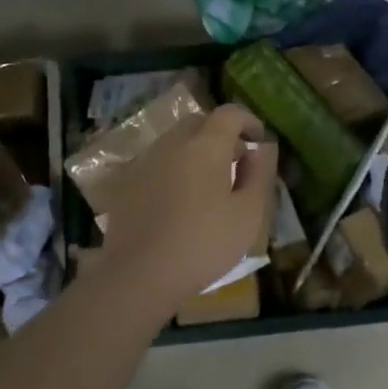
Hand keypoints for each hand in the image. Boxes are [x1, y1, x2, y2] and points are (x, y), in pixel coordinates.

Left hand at [96, 105, 276, 317]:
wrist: (139, 275)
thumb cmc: (203, 244)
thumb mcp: (248, 214)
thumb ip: (259, 174)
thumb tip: (261, 149)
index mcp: (205, 146)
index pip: (230, 113)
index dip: (248, 121)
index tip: (259, 140)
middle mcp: (172, 143)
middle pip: (200, 123)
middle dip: (221, 135)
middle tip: (235, 163)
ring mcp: (145, 161)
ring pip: (175, 141)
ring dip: (195, 151)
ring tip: (208, 183)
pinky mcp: (126, 182)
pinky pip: (157, 162)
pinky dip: (174, 168)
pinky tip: (179, 199)